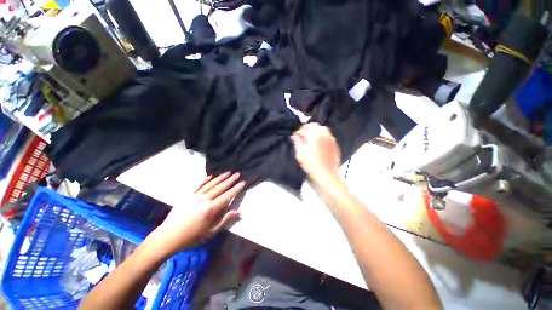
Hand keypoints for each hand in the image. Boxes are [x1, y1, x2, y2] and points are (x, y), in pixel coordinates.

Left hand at [145, 172, 244, 256]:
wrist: (168, 236)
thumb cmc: (192, 237)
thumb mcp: (211, 232)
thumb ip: (225, 220)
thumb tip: (238, 211)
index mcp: (211, 209)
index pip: (227, 196)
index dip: (236, 189)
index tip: (243, 182)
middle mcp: (204, 199)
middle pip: (220, 187)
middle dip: (230, 180)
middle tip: (238, 174)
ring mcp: (195, 196)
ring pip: (211, 184)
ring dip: (220, 177)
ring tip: (228, 172)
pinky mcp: (188, 196)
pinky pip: (198, 185)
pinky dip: (205, 180)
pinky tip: (211, 176)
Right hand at [291, 123, 340, 180]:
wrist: (325, 175)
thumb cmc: (312, 165)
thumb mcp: (300, 153)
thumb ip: (297, 142)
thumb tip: (295, 136)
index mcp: (315, 135)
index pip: (305, 129)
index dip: (298, 131)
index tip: (295, 135)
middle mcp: (324, 135)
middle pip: (316, 126)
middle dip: (308, 128)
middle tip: (302, 135)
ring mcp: (331, 140)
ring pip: (323, 130)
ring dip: (316, 132)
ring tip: (310, 139)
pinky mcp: (334, 146)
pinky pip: (329, 137)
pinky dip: (323, 138)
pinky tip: (318, 145)